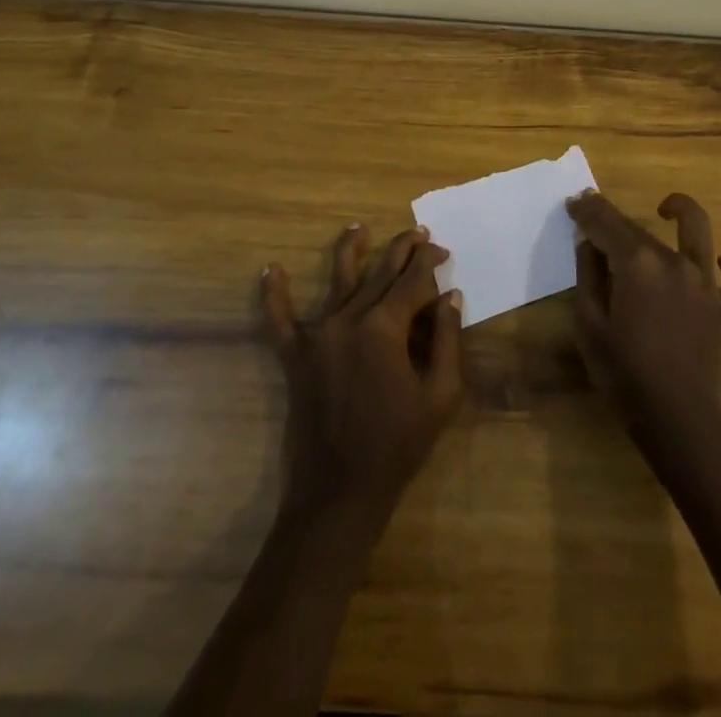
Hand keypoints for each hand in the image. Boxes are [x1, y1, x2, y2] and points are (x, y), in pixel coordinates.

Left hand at [262, 225, 464, 521]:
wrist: (339, 494)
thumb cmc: (397, 446)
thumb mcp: (440, 396)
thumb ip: (447, 341)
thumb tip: (449, 297)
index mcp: (385, 328)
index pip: (413, 282)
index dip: (430, 263)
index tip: (442, 251)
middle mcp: (350, 320)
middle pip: (380, 273)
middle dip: (401, 250)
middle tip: (417, 232)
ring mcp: (319, 336)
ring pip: (337, 281)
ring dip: (350, 250)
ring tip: (358, 226)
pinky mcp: (295, 358)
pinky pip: (280, 321)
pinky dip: (273, 296)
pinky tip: (270, 270)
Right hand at [568, 191, 720, 439]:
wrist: (677, 420)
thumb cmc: (624, 374)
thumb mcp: (589, 324)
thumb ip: (588, 275)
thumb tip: (589, 242)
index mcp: (638, 264)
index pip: (606, 223)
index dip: (587, 210)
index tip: (573, 204)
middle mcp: (674, 262)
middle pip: (639, 229)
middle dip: (612, 219)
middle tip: (592, 220)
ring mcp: (706, 283)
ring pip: (696, 232)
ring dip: (681, 210)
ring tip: (664, 209)